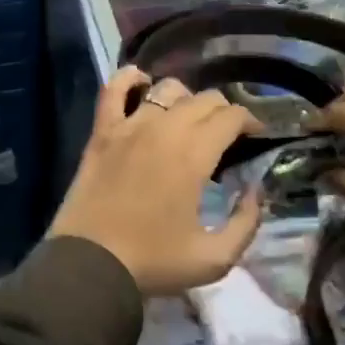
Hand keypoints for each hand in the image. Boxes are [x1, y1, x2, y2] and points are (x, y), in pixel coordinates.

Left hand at [48, 68, 265, 296]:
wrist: (90, 265)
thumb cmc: (153, 262)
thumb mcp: (215, 258)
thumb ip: (246, 222)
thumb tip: (254, 191)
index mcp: (194, 155)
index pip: (231, 116)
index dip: (250, 121)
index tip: (254, 136)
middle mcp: (164, 129)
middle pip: (204, 99)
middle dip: (223, 111)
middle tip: (225, 135)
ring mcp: (129, 126)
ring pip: (167, 89)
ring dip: (186, 98)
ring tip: (188, 119)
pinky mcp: (102, 132)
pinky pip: (113, 89)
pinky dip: (129, 79)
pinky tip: (141, 82)